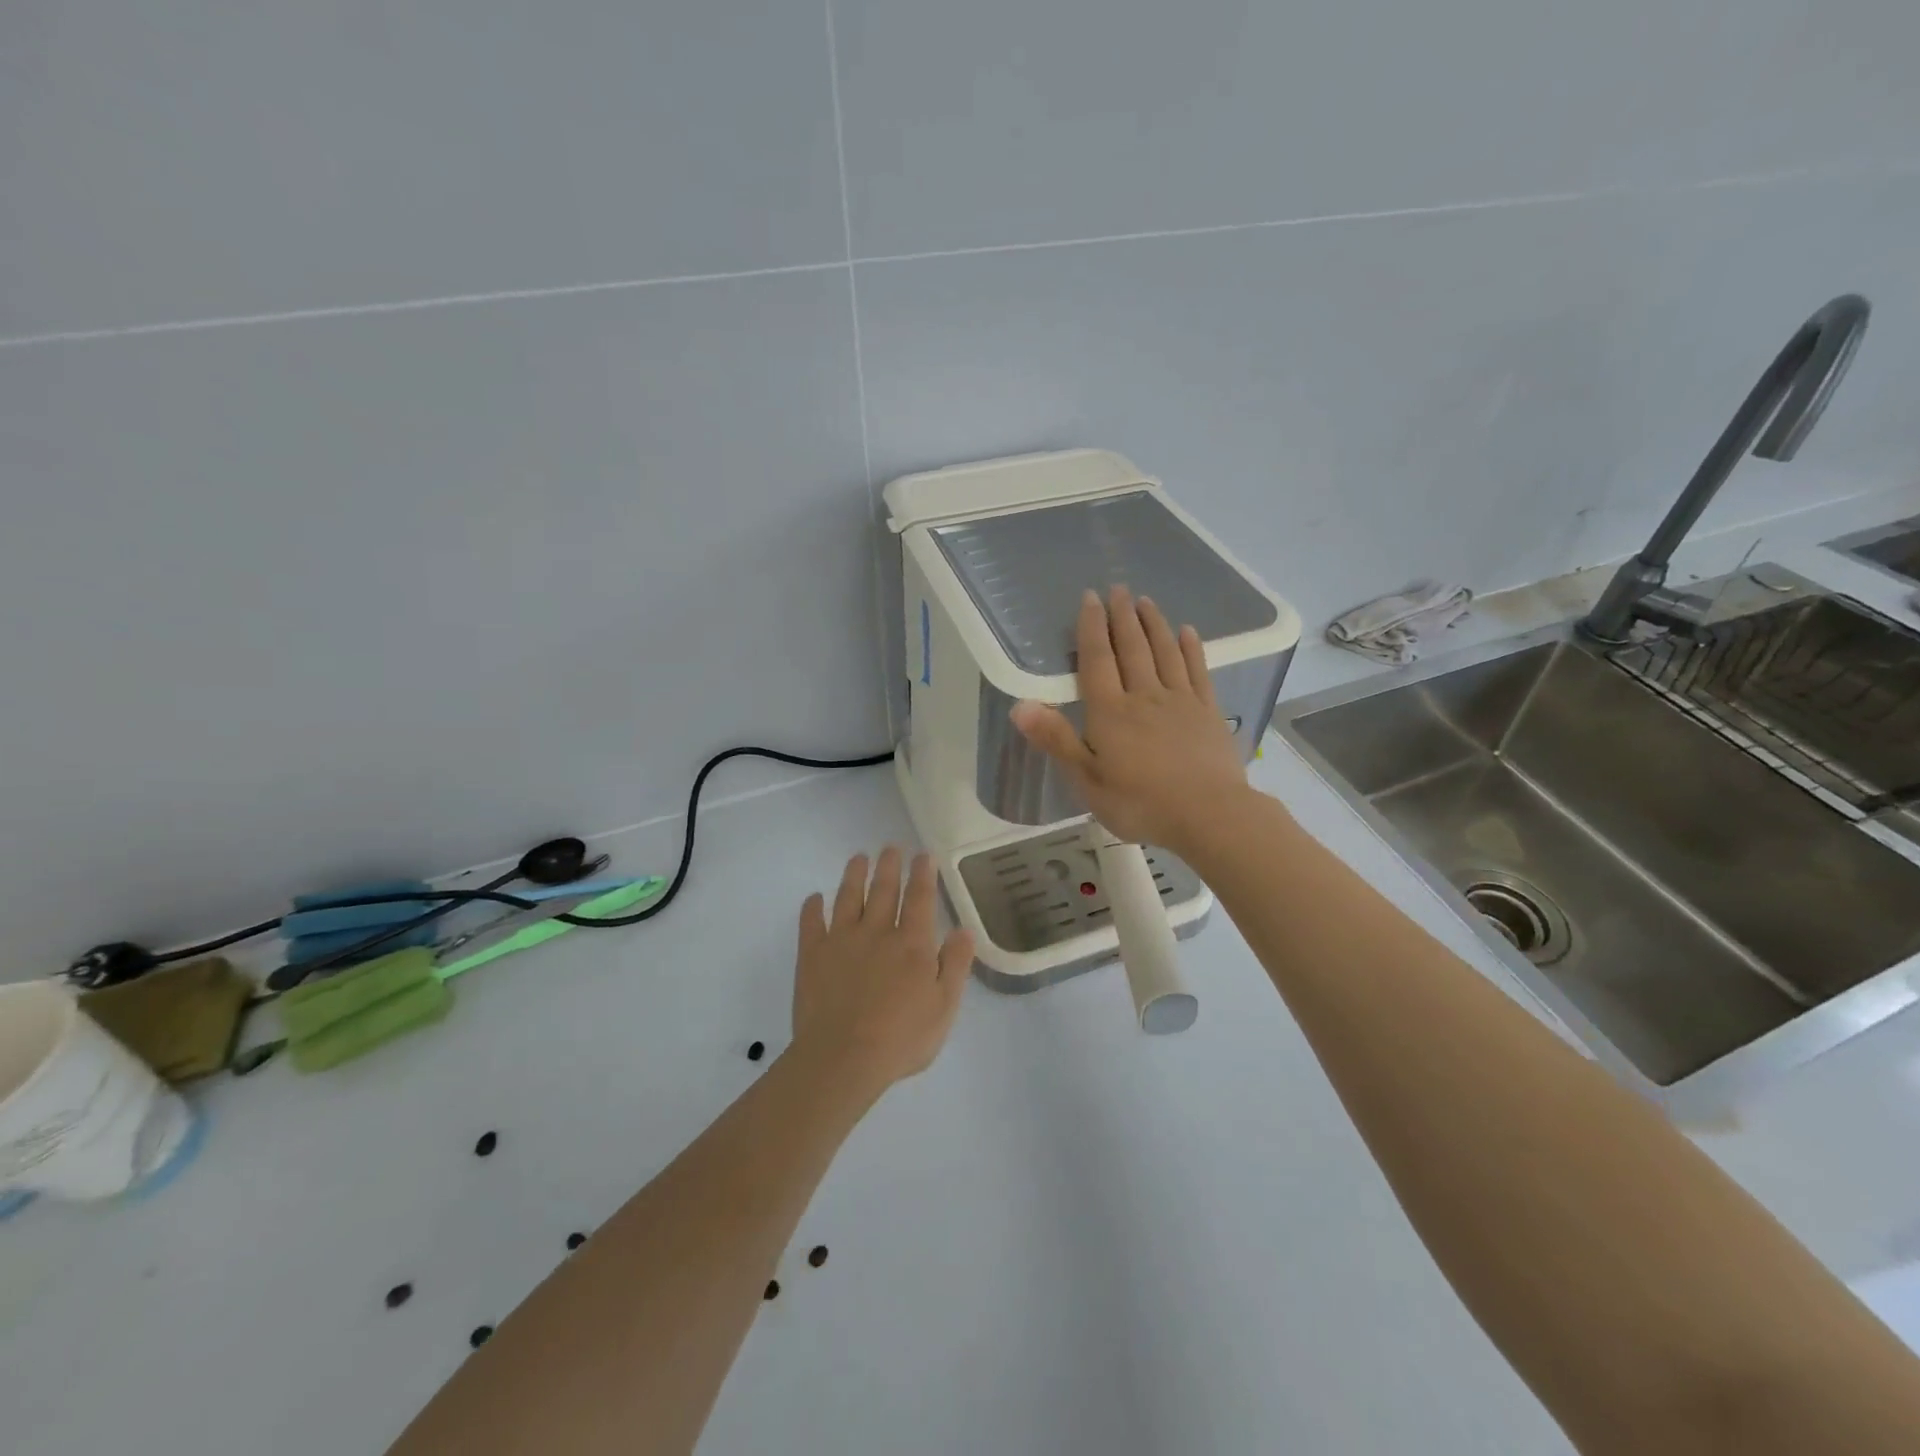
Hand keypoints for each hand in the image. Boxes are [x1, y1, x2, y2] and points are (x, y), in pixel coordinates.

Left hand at [790, 848, 973, 1091]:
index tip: (922, 855)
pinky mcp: (812, 956)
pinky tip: (814, 898)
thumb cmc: (900, 1038)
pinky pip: (811, 924)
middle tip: (890, 846)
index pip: (919, 899)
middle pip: (883, 891)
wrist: (842, 1058)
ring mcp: (841, 941)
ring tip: (858, 858)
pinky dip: (812, 908)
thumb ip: (954, 965)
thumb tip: (963, 930)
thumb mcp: (943, 1007)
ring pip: (848, 898)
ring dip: (854, 876)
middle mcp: (877, 933)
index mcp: (912, 944)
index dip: (922, 875)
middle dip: (889, 866)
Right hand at [1011, 586, 1248, 852]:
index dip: (1091, 628)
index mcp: (1110, 711)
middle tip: (1118, 588)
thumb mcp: (1087, 779)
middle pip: (1131, 648)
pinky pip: (1197, 671)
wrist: (1208, 815)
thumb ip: (1056, 739)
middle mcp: (1144, 695)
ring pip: (1164, 652)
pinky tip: (1187, 632)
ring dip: (1154, 624)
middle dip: (1122, 616)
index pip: (1097, 660)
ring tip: (1146, 601)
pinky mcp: (1208, 712)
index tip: (1090, 598)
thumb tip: (1019, 705)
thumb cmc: (1140, 802)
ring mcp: (1180, 701)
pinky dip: (1191, 648)